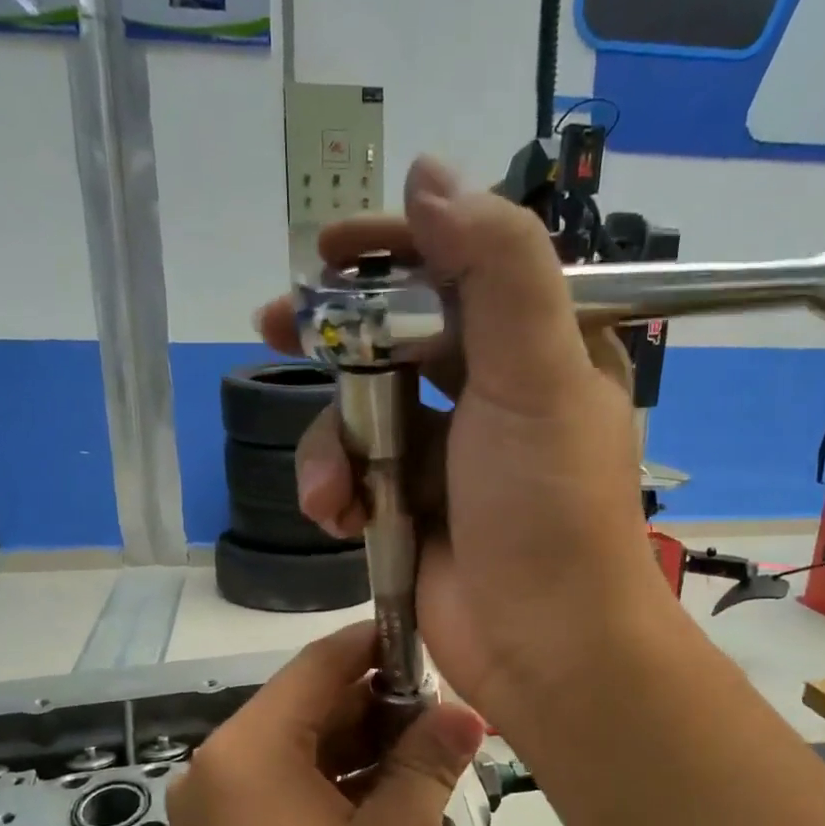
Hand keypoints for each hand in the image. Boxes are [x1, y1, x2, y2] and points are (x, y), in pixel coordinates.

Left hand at [168, 623, 486, 825]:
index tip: (427, 640)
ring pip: (299, 752)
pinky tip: (390, 791)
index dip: (375, 645)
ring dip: (362, 747)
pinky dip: (336, 784)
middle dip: (377, 705)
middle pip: (306, 708)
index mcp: (247, 749)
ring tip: (430, 749)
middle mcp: (217, 768)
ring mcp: (217, 812)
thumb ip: (430, 758)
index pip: (317, 665)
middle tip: (444, 708)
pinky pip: (285, 791)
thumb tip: (467, 713)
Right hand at [254, 157, 676, 736]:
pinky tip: (337, 519)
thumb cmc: (549, 511)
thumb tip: (431, 176)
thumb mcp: (538, 376)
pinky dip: (337, 491)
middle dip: (338, 339)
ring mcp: (451, 457)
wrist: (547, 649)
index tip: (329, 250)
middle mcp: (495, 395)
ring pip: (363, 412)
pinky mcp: (413, 510)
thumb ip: (496, 268)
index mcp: (540, 349)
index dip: (396, 250)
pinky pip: (355, 474)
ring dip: (332, 444)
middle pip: (398, 337)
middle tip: (275, 325)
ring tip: (335, 493)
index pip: (462, 267)